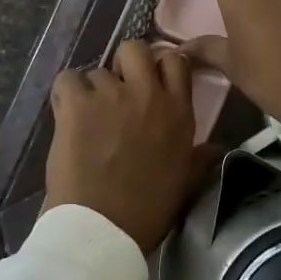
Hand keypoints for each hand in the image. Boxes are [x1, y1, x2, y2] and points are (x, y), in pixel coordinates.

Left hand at [43, 41, 215, 251]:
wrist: (103, 230)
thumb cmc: (148, 210)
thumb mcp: (187, 182)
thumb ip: (201, 158)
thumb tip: (216, 148)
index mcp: (179, 112)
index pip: (175, 61)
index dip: (159, 66)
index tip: (149, 82)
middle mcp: (148, 95)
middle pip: (135, 49)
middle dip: (124, 64)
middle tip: (116, 90)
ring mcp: (111, 96)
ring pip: (97, 71)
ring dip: (92, 91)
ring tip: (87, 119)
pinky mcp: (76, 105)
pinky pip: (67, 80)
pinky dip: (65, 95)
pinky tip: (66, 115)